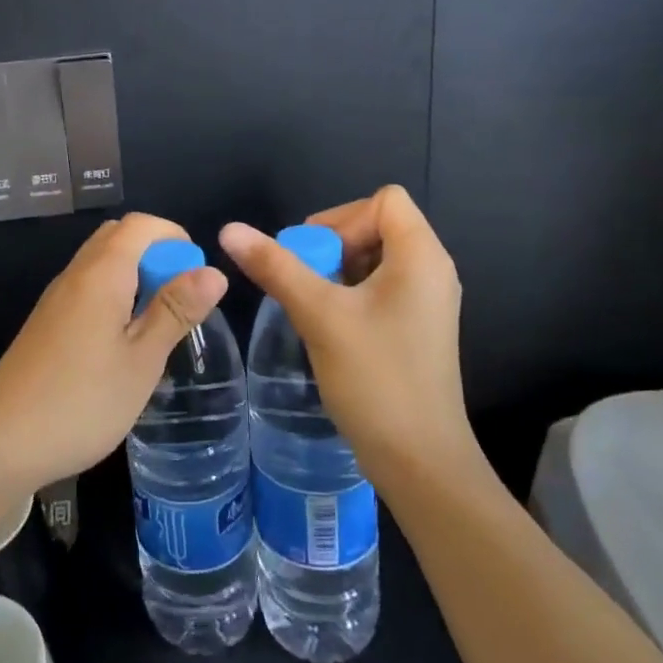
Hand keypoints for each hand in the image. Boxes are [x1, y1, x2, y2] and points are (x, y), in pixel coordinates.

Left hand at [0, 214, 227, 501]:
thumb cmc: (80, 402)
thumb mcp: (141, 360)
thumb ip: (175, 311)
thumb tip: (214, 271)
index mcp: (100, 274)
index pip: (139, 225)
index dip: (174, 237)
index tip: (197, 275)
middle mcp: (74, 275)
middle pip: (117, 238)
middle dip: (156, 254)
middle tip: (180, 300)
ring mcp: (56, 300)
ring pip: (101, 265)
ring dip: (136, 277)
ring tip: (158, 325)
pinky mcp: (47, 324)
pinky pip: (88, 290)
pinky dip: (115, 297)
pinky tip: (124, 344)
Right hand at [219, 185, 478, 491]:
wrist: (420, 462)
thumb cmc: (376, 379)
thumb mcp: (319, 315)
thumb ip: (275, 267)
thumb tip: (230, 229)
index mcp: (422, 256)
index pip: (384, 201)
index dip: (343, 218)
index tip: (313, 255)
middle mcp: (432, 270)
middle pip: (378, 225)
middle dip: (334, 244)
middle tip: (304, 280)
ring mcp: (427, 301)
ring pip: (376, 257)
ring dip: (337, 270)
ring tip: (313, 304)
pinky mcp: (418, 326)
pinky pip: (381, 286)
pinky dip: (350, 292)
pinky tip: (329, 324)